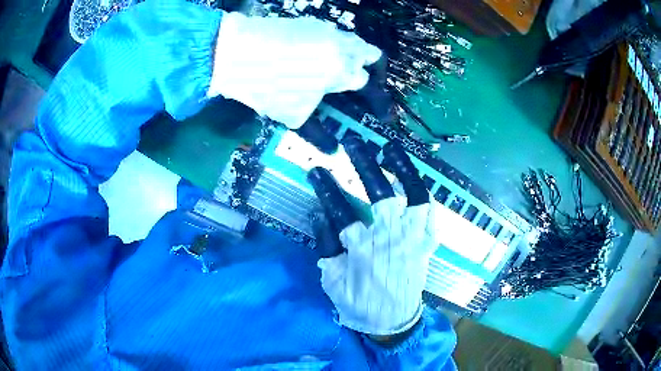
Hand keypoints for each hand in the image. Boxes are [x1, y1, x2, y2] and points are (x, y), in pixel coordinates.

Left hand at [208, 12, 380, 129]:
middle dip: (371, 69)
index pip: (368, 83)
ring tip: (338, 68)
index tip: (377, 110)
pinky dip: (331, 45)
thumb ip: (318, 132)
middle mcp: (341, 46)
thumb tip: (331, 149)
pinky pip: (331, 34)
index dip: (374, 99)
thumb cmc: (267, 86)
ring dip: (352, 55)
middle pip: (371, 54)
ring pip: (352, 41)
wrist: (237, 52)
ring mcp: (325, 30)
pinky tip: (316, 55)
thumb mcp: (293, 114)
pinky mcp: (309, 22)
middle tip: (362, 81)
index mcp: (341, 71)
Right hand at [307, 136, 437, 335]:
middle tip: (355, 143)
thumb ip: (328, 249)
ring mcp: (414, 240)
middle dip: (366, 165)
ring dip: (403, 170)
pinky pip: (432, 216)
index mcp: (363, 250)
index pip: (341, 211)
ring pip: (414, 197)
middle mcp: (391, 239)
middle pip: (380, 194)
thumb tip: (322, 217)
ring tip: (391, 150)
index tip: (317, 170)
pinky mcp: (427, 245)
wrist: (394, 322)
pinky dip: (425, 197)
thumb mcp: (333, 283)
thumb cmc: (361, 304)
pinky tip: (415, 183)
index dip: (327, 188)